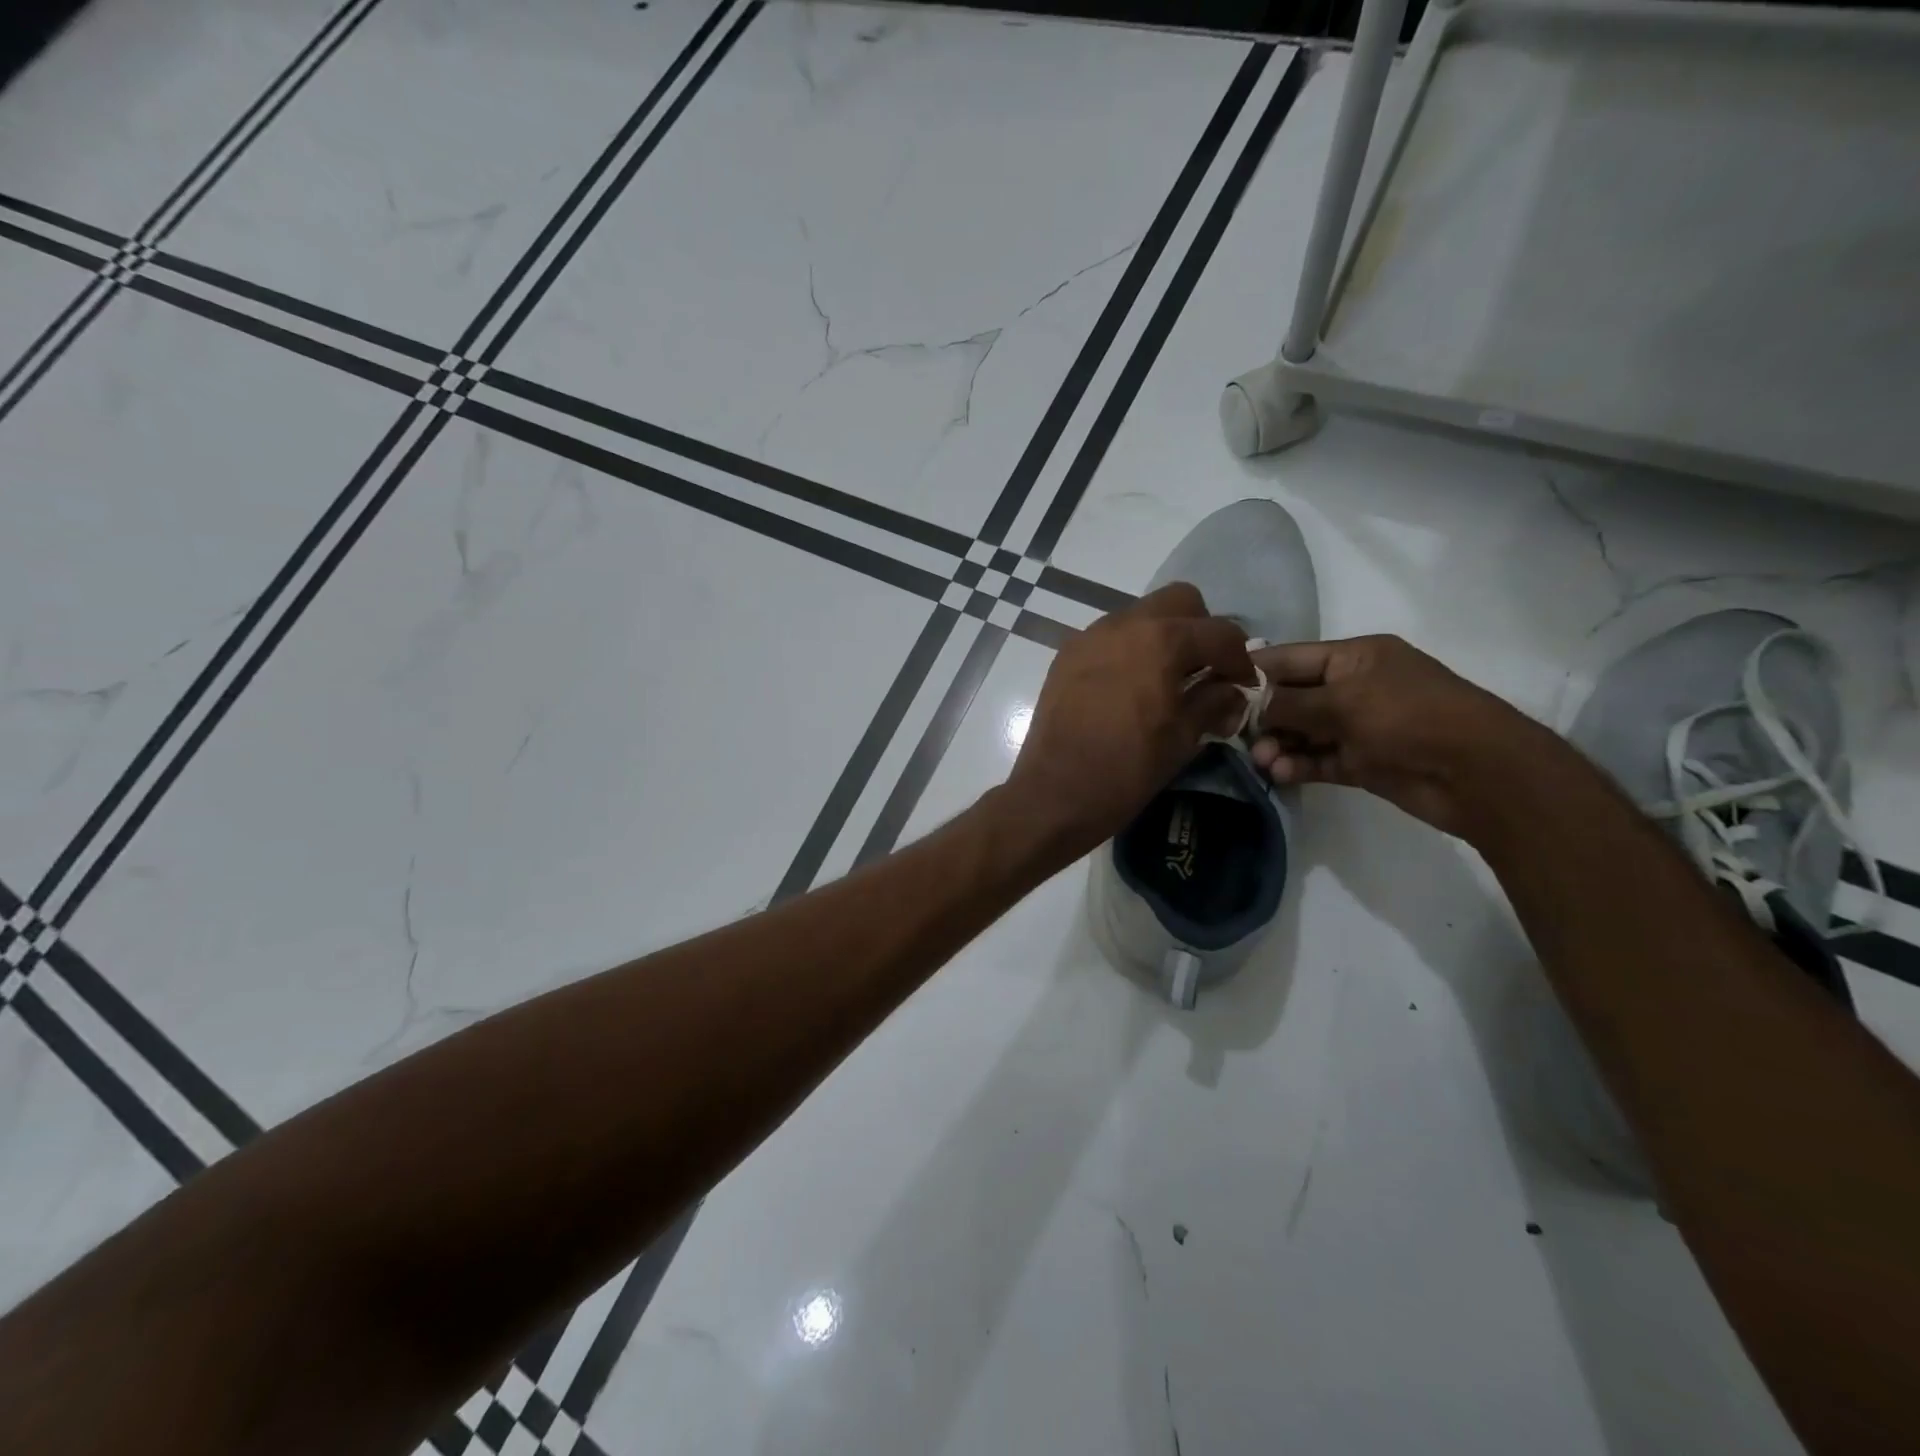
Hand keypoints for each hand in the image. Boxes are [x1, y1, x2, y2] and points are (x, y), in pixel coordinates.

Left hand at [1009, 583, 1253, 855]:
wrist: (1055, 793)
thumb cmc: (1127, 769)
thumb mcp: (1183, 738)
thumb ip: (1214, 702)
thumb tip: (1231, 692)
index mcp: (1161, 640)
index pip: (1219, 632)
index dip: (1240, 660)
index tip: (1243, 686)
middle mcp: (1123, 624)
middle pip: (1178, 602)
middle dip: (1200, 630)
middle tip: (1205, 671)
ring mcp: (1089, 637)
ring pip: (1140, 616)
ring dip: (1162, 637)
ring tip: (1166, 681)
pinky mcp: (1066, 656)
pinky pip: (1109, 637)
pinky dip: (1129, 650)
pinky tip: (1130, 689)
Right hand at [1247, 634, 1557, 840]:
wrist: (1477, 773)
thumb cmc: (1409, 717)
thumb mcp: (1344, 701)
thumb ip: (1290, 703)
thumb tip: (1248, 704)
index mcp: (1355, 657)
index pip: (1291, 658)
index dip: (1254, 671)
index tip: (1216, 687)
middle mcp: (1353, 687)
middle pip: (1292, 697)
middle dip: (1263, 715)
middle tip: (1234, 735)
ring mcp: (1358, 726)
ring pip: (1302, 732)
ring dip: (1278, 745)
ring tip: (1262, 761)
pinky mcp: (1362, 761)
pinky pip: (1318, 759)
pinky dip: (1298, 765)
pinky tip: (1280, 774)